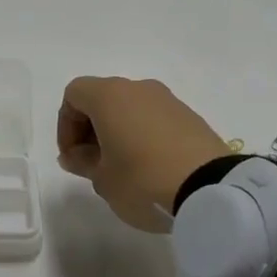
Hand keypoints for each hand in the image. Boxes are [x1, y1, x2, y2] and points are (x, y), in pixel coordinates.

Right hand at [57, 77, 230, 232]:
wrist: (211, 188)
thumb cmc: (142, 179)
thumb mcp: (103, 179)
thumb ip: (83, 162)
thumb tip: (75, 155)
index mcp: (109, 96)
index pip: (74, 94)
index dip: (65, 125)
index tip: (72, 157)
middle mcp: (138, 88)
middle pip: (102, 98)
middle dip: (90, 128)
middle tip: (93, 164)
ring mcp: (167, 100)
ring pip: (130, 108)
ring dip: (118, 131)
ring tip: (122, 169)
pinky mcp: (190, 116)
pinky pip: (154, 119)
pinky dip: (143, 135)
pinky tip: (150, 167)